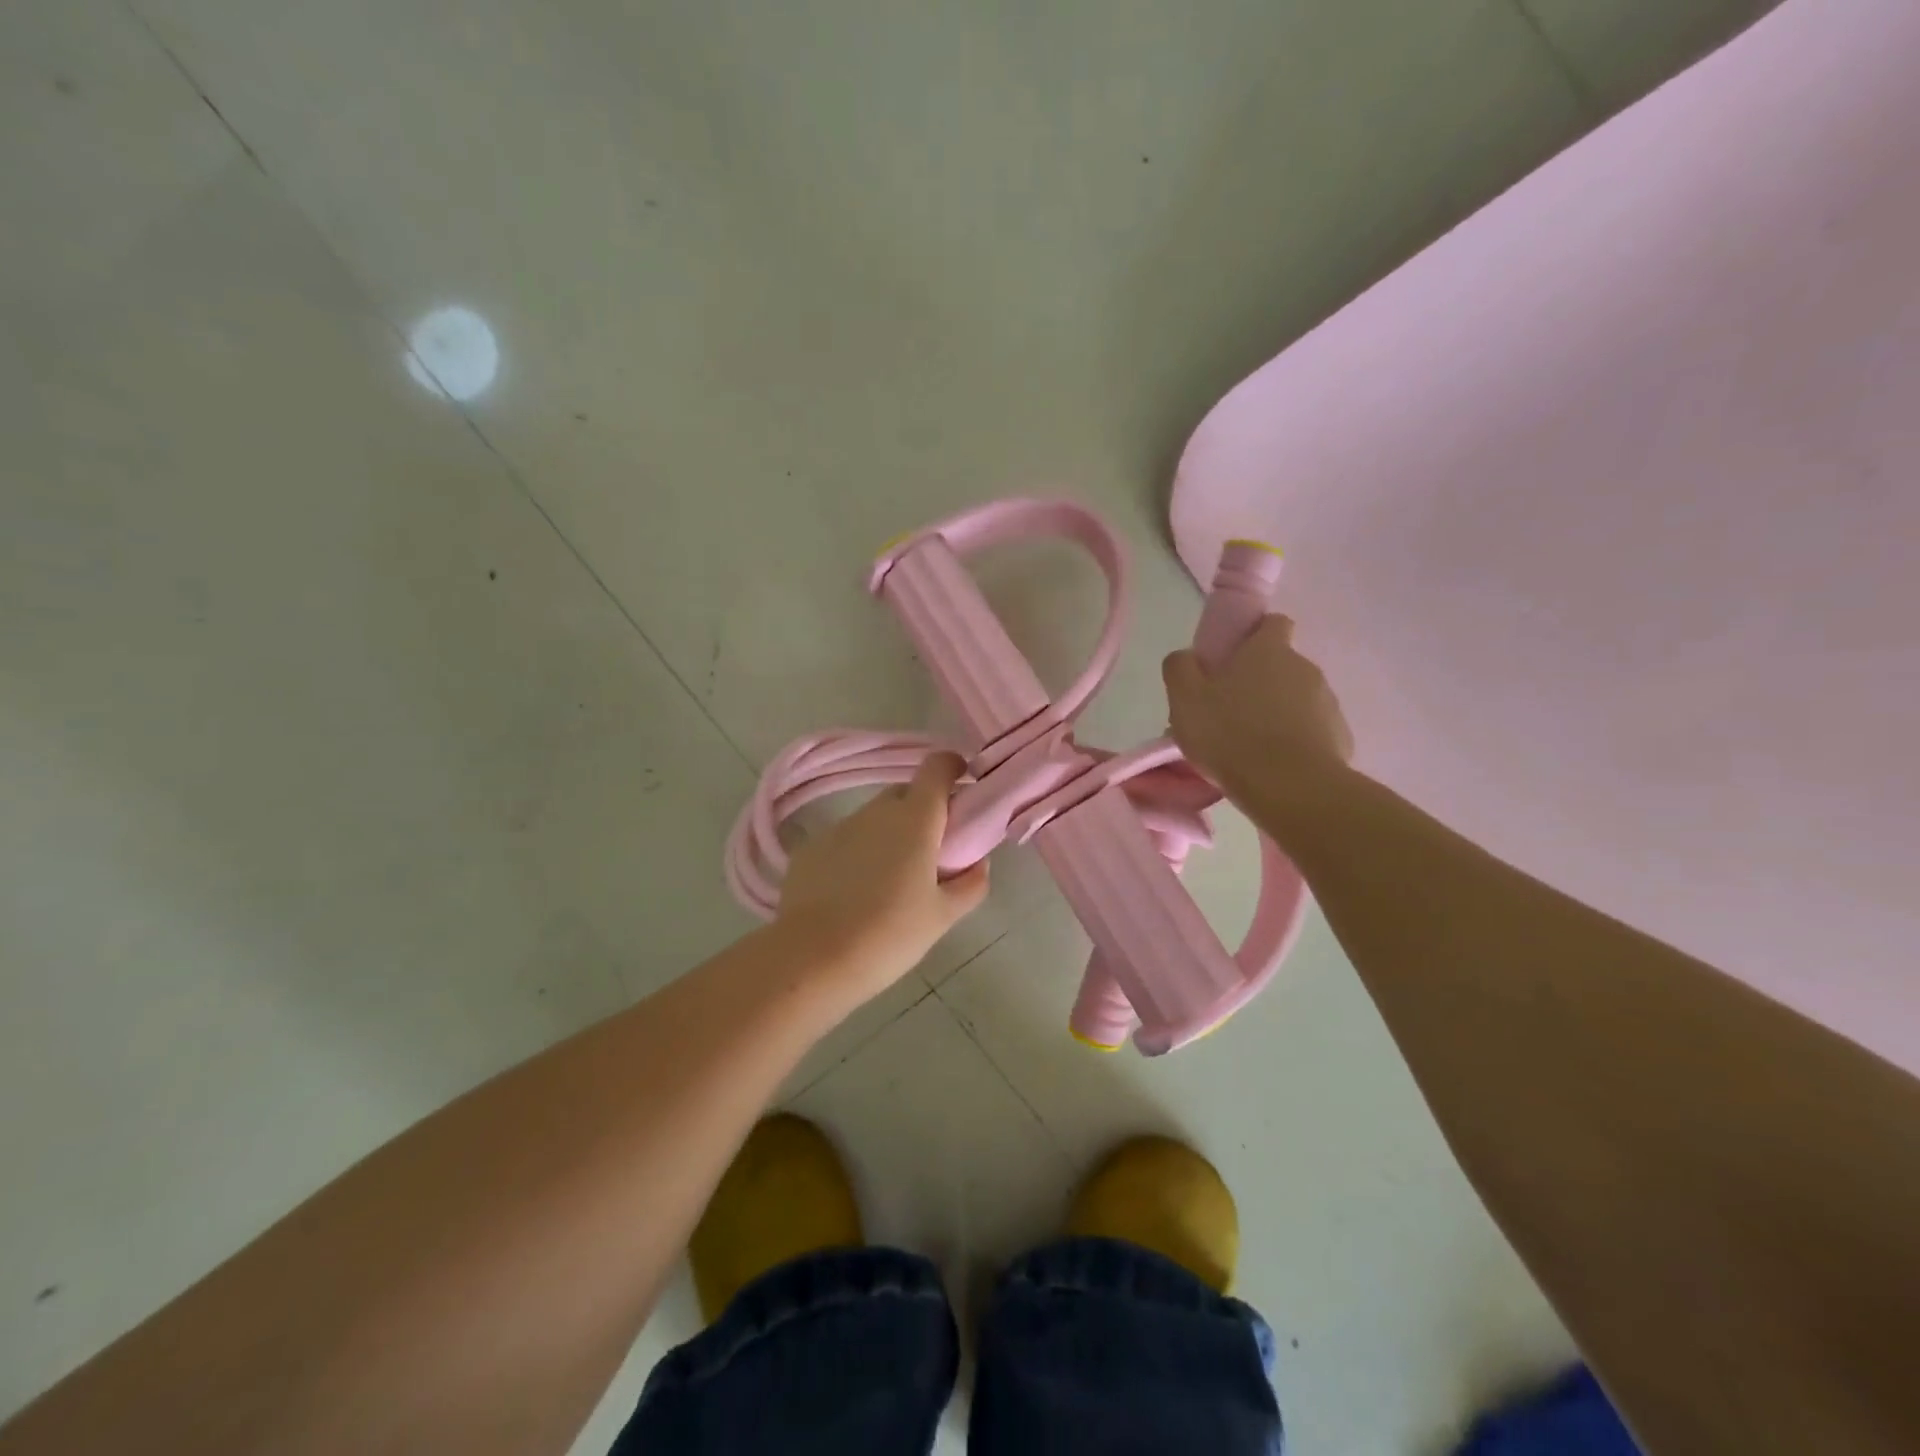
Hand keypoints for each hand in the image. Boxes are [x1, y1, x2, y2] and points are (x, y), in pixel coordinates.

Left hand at [775, 752, 988, 1002]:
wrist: (813, 959)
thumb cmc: (890, 934)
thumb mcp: (942, 917)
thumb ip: (970, 884)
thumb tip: (979, 864)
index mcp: (915, 819)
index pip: (936, 767)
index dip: (952, 768)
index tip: (962, 787)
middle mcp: (875, 812)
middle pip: (905, 793)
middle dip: (922, 811)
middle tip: (931, 850)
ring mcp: (839, 827)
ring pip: (873, 818)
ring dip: (888, 834)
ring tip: (890, 879)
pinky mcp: (810, 849)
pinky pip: (844, 840)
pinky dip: (856, 853)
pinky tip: (853, 893)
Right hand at [1162, 616, 1353, 802]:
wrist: (1289, 787)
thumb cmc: (1230, 734)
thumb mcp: (1185, 698)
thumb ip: (1180, 668)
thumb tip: (1186, 657)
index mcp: (1268, 650)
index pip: (1272, 623)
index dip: (1253, 636)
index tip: (1232, 659)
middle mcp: (1304, 667)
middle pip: (1280, 665)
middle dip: (1258, 683)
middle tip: (1227, 713)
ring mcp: (1327, 702)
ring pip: (1296, 700)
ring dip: (1276, 714)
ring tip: (1248, 746)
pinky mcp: (1339, 737)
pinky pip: (1311, 731)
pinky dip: (1294, 742)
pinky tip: (1272, 766)